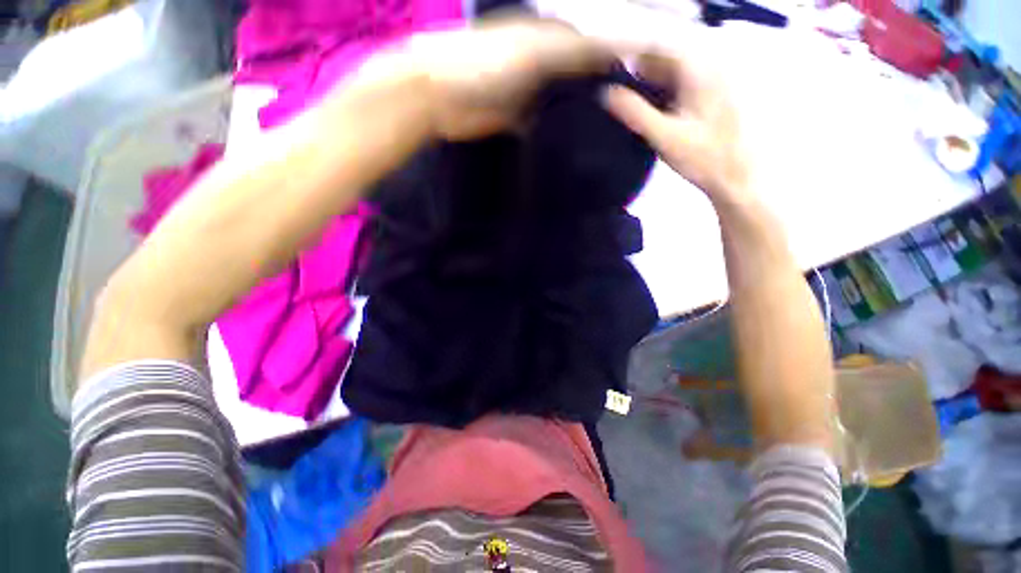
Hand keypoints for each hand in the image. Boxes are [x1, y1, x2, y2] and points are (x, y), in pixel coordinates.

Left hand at [396, 18, 613, 139]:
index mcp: (549, 37)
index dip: (617, 58)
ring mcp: (531, 94)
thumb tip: (617, 50)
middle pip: (580, 75)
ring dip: (582, 114)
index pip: (593, 44)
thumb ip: (573, 51)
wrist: (441, 98)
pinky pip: (545, 124)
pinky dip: (558, 132)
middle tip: (629, 111)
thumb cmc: (484, 63)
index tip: (643, 79)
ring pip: (564, 102)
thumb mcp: (533, 51)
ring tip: (609, 130)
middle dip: (602, 89)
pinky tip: (573, 143)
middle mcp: (545, 63)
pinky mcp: (519, 120)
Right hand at [602, 51, 749, 201]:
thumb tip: (606, 93)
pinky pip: (680, 87)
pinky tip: (651, 115)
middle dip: (639, 76)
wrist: (735, 177)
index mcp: (698, 70)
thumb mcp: (663, 136)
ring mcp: (712, 83)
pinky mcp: (711, 98)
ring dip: (649, 87)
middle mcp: (708, 68)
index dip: (631, 61)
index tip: (611, 81)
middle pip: (665, 61)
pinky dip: (662, 96)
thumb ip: (634, 112)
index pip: (657, 50)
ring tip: (628, 108)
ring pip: (672, 75)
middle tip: (617, 99)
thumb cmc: (702, 157)